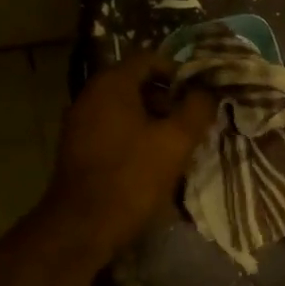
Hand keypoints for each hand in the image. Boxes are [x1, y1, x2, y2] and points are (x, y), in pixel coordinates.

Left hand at [42, 52, 217, 260]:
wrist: (83, 226)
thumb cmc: (132, 177)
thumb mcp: (176, 142)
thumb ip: (197, 109)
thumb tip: (207, 92)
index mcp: (111, 84)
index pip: (150, 59)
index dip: (179, 72)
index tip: (200, 96)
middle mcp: (90, 96)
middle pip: (136, 85)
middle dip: (168, 100)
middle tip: (192, 123)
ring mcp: (79, 124)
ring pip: (125, 111)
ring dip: (153, 122)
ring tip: (177, 146)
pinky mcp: (77, 150)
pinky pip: (112, 131)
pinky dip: (134, 138)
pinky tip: (152, 164)